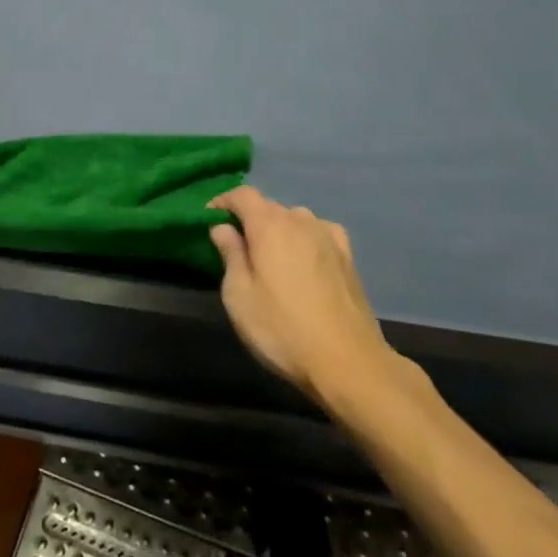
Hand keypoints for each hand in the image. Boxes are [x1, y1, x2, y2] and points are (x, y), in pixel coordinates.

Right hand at [209, 186, 400, 403]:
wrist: (348, 362)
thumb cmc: (282, 329)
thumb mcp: (239, 296)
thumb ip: (230, 254)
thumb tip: (222, 228)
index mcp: (269, 225)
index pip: (242, 195)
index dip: (223, 202)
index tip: (208, 220)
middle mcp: (300, 221)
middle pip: (268, 207)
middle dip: (249, 220)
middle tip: (236, 247)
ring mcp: (329, 237)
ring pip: (295, 220)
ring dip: (278, 230)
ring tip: (270, 257)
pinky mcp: (348, 257)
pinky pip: (318, 233)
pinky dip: (305, 238)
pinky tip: (304, 259)